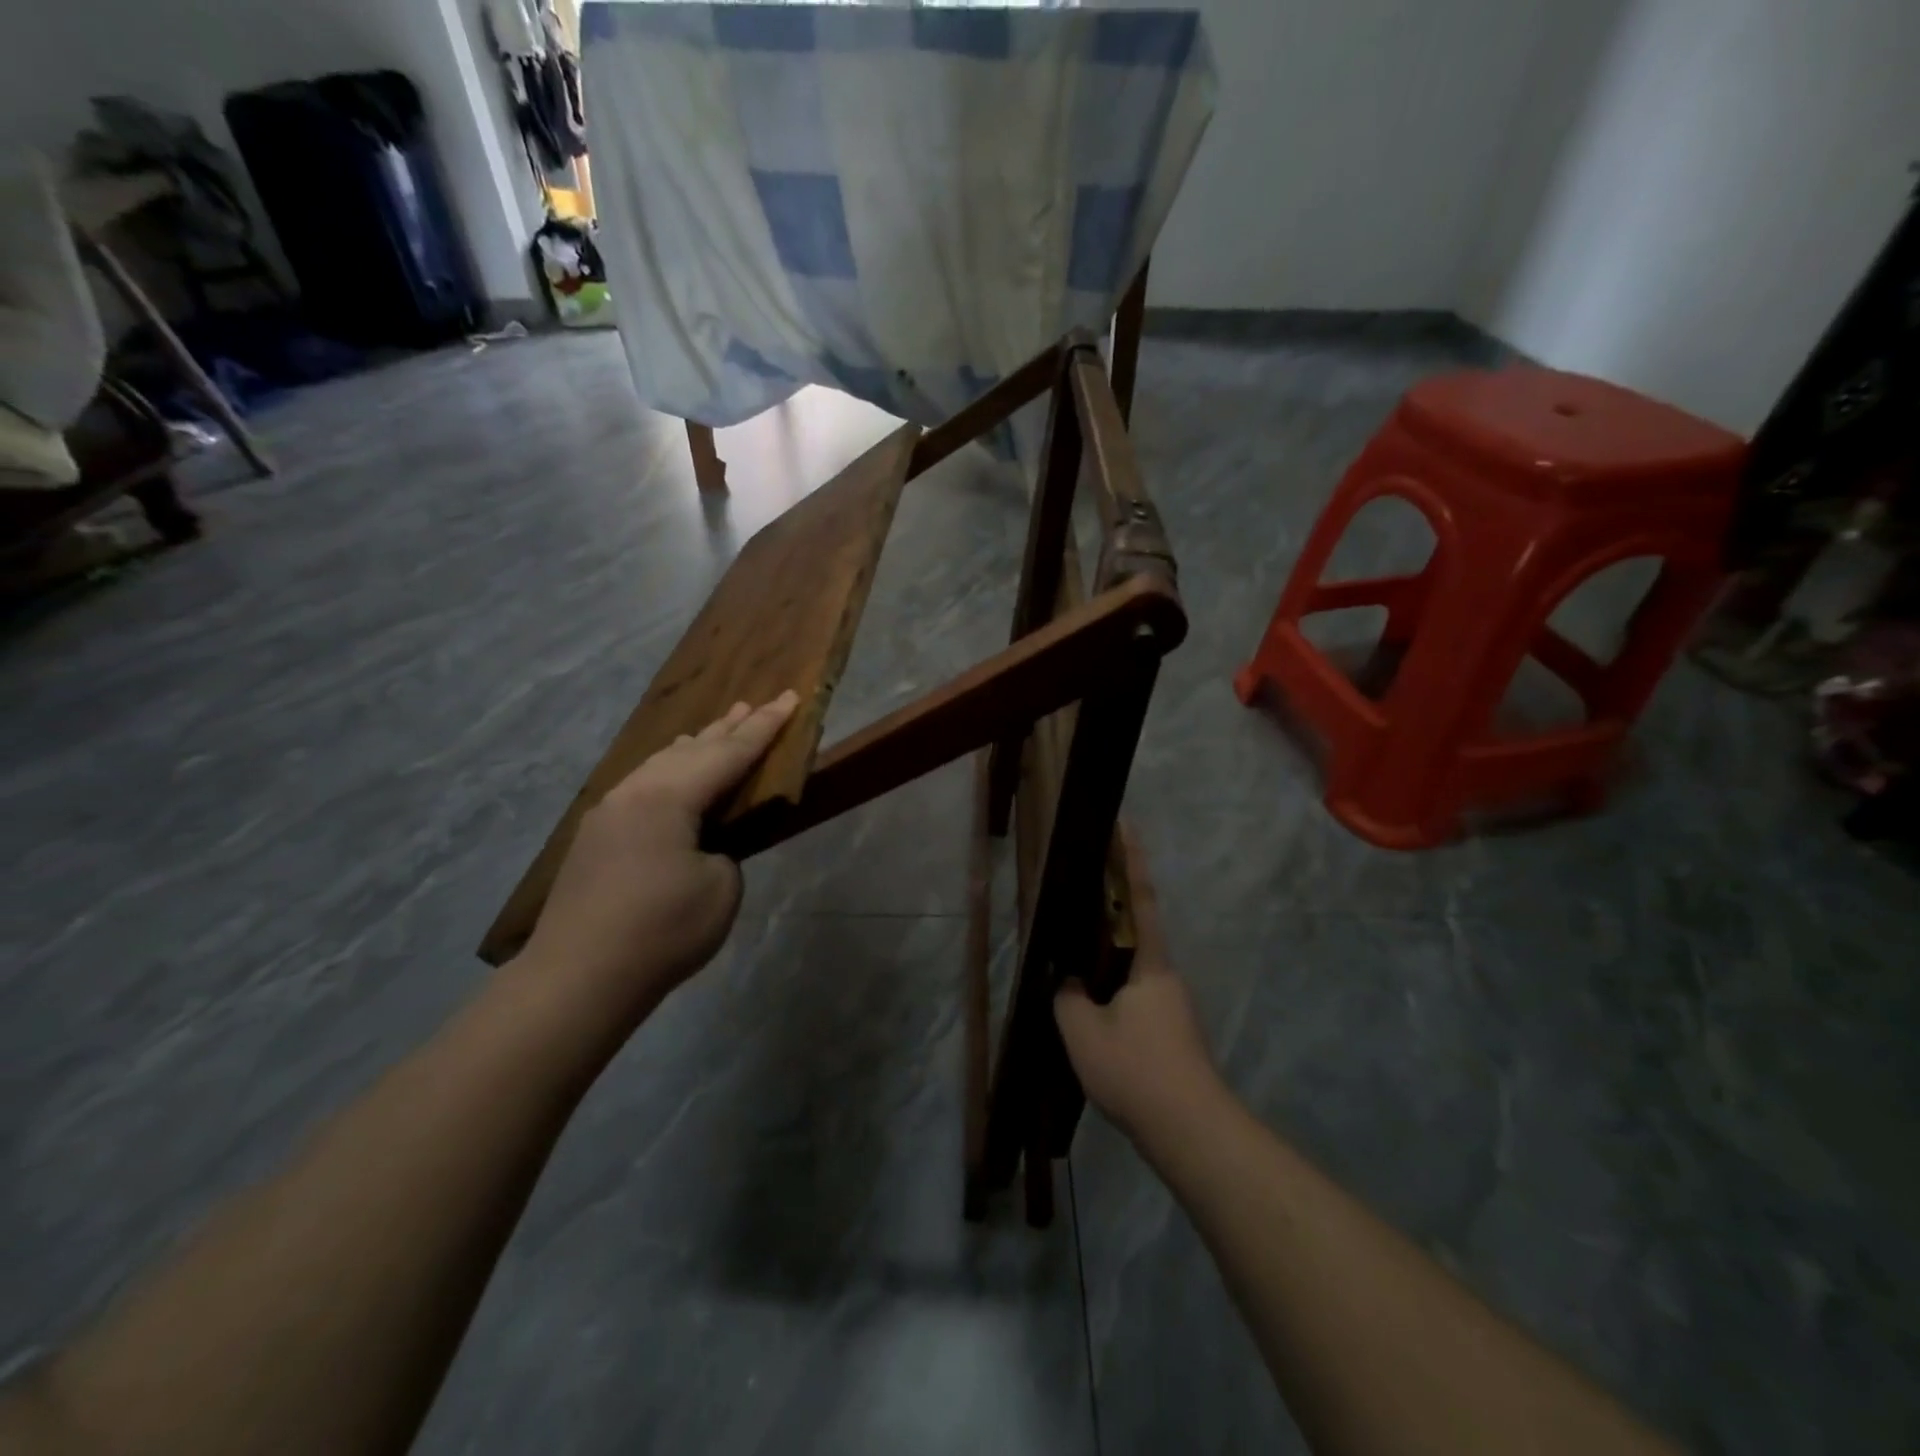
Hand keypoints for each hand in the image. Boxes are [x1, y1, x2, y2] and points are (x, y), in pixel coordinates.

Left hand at [517, 693, 798, 1027]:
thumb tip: (706, 844)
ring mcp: (609, 812)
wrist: (577, 978)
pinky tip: (672, 772)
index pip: (730, 753)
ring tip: (717, 728)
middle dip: (729, 727)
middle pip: (693, 749)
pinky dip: (670, 770)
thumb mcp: (720, 890)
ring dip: (695, 746)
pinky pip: (643, 784)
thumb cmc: (661, 932)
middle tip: (756, 703)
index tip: (790, 697)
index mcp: (669, 797)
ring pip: (661, 763)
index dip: (766, 727)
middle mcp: (635, 791)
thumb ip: (724, 852)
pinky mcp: (596, 836)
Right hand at [1054, 828, 1220, 1142]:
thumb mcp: (1082, 1030)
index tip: (1124, 824)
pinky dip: (1112, 988)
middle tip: (1078, 896)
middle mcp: (1165, 975)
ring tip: (1072, 962)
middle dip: (1111, 909)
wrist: (1190, 1131)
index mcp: (1149, 963)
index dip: (1130, 859)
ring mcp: (1172, 1004)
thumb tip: (1067, 980)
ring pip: (1133, 967)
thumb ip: (1067, 996)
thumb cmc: (1136, 1070)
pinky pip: (1135, 994)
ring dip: (1108, 957)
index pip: (1139, 898)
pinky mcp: (1171, 1032)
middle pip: (1136, 930)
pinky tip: (1091, 1011)